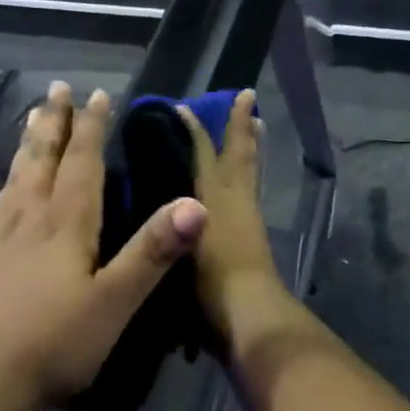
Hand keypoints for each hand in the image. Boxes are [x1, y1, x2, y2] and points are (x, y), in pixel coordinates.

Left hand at [0, 81, 206, 410]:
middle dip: (55, 124)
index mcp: (67, 226)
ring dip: (23, 148)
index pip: (83, 165)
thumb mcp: (115, 302)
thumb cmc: (53, 345)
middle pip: (43, 161)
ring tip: (29, 118)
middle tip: (57, 88)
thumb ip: (153, 251)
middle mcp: (28, 221)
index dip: (93, 128)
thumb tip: (194, 202)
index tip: (97, 94)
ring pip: (11, 181)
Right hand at [179, 90, 289, 344]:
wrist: (249, 314)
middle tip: (246, 96)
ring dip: (252, 144)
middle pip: (239, 153)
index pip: (202, 152)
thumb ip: (167, 225)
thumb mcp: (181, 247)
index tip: (182, 107)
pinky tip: (248, 174)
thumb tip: (152, 206)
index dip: (193, 128)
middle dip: (239, 124)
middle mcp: (234, 198)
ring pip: (252, 168)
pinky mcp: (255, 232)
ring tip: (257, 122)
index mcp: (212, 197)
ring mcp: (249, 214)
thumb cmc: (208, 282)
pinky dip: (252, 172)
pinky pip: (254, 188)